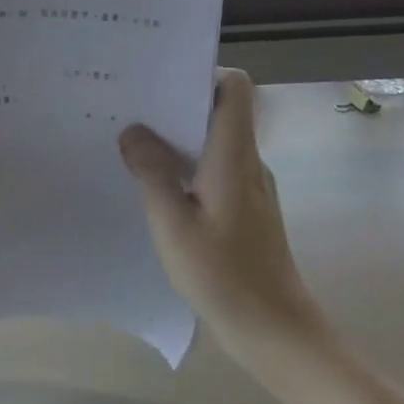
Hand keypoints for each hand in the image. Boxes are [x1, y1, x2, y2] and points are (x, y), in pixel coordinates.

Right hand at [119, 69, 330, 372]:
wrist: (273, 329)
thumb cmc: (222, 273)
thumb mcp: (172, 223)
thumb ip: (152, 173)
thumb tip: (133, 131)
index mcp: (234, 155)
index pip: (235, 88)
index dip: (203, 74)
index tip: (161, 81)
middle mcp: (248, 162)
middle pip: (221, 111)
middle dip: (177, 105)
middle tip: (130, 109)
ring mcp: (250, 187)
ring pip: (215, 143)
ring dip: (179, 139)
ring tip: (134, 144)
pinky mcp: (246, 210)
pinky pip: (215, 171)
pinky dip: (188, 168)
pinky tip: (157, 187)